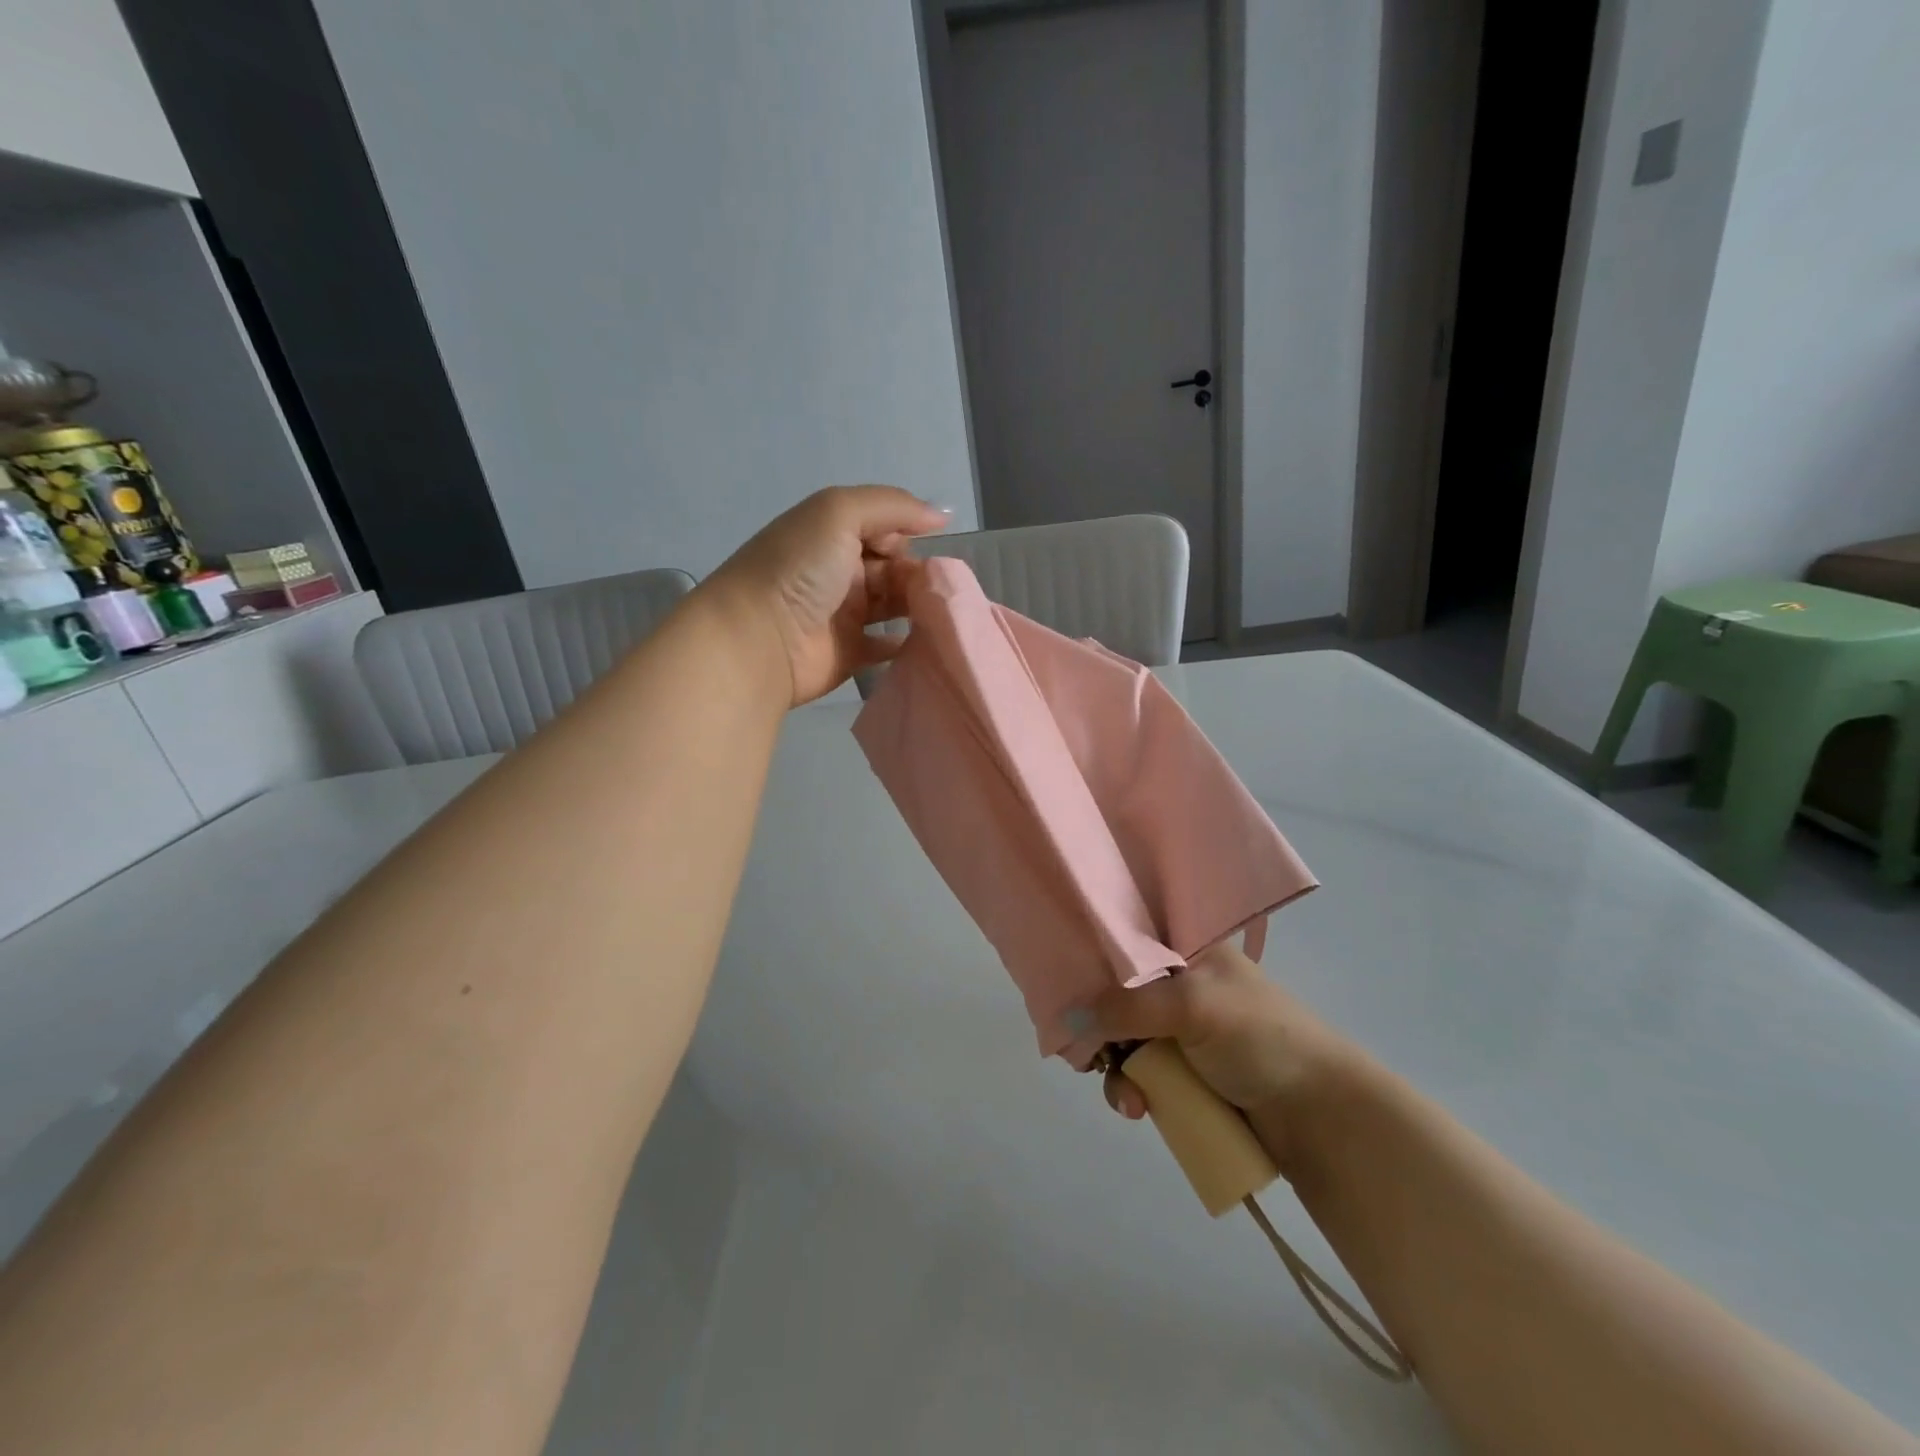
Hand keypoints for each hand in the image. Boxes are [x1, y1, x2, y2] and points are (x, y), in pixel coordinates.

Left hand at [701, 486, 949, 705]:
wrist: (758, 639)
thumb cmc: (798, 569)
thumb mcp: (839, 513)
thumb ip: (893, 506)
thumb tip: (943, 514)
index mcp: (833, 534)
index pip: (885, 528)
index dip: (911, 535)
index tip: (937, 550)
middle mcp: (839, 571)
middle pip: (894, 567)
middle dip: (921, 574)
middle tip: (945, 589)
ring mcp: (843, 614)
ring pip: (894, 605)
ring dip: (919, 606)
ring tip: (948, 613)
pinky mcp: (849, 653)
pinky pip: (885, 646)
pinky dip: (907, 643)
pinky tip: (933, 640)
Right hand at [1084, 942, 1356, 1174]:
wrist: (1320, 1115)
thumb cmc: (1259, 1037)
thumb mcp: (1192, 1005)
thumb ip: (1127, 1006)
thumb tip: (1065, 1020)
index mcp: (1185, 948)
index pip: (1123, 940)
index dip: (1090, 961)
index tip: (1060, 986)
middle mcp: (1177, 982)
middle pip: (1114, 994)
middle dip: (1096, 1026)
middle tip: (1083, 1053)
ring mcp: (1179, 1030)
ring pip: (1121, 1039)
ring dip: (1113, 1069)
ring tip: (1128, 1098)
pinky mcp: (1182, 1073)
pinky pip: (1137, 1074)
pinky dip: (1130, 1090)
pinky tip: (1136, 1109)